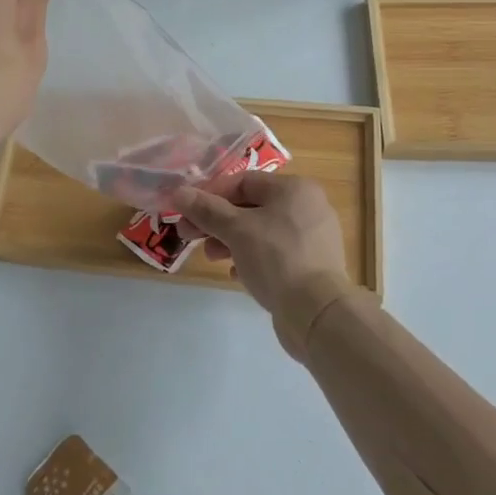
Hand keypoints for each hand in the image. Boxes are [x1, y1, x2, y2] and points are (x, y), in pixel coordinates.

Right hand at [173, 172, 353, 353]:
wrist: (317, 312)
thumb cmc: (276, 258)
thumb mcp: (235, 230)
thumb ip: (206, 209)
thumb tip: (178, 192)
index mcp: (294, 189)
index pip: (243, 181)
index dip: (210, 194)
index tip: (185, 211)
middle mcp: (307, 207)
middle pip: (250, 206)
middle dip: (216, 221)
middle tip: (187, 235)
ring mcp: (312, 238)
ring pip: (260, 231)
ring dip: (230, 241)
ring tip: (211, 257)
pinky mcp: (312, 265)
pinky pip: (274, 253)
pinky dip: (252, 258)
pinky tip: (236, 273)